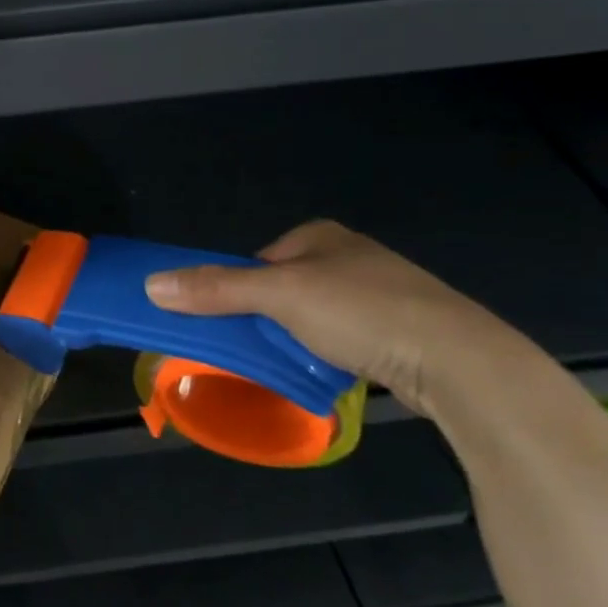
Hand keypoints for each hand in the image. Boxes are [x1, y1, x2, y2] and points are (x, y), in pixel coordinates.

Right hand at [144, 220, 533, 415]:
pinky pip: (342, 336)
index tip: (232, 324)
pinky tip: (331, 370)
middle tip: (259, 347)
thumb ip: (215, 289)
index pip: (255, 262)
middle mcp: (348, 255)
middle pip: (280, 289)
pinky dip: (328, 352)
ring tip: (294, 363)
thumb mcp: (278, 297)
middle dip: (266, 318)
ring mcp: (378, 291)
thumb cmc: (361, 312)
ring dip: (295, 339)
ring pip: (311, 316)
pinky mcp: (399, 327)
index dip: (236, 292)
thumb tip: (150, 284)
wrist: (457, 360)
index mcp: (319, 235)